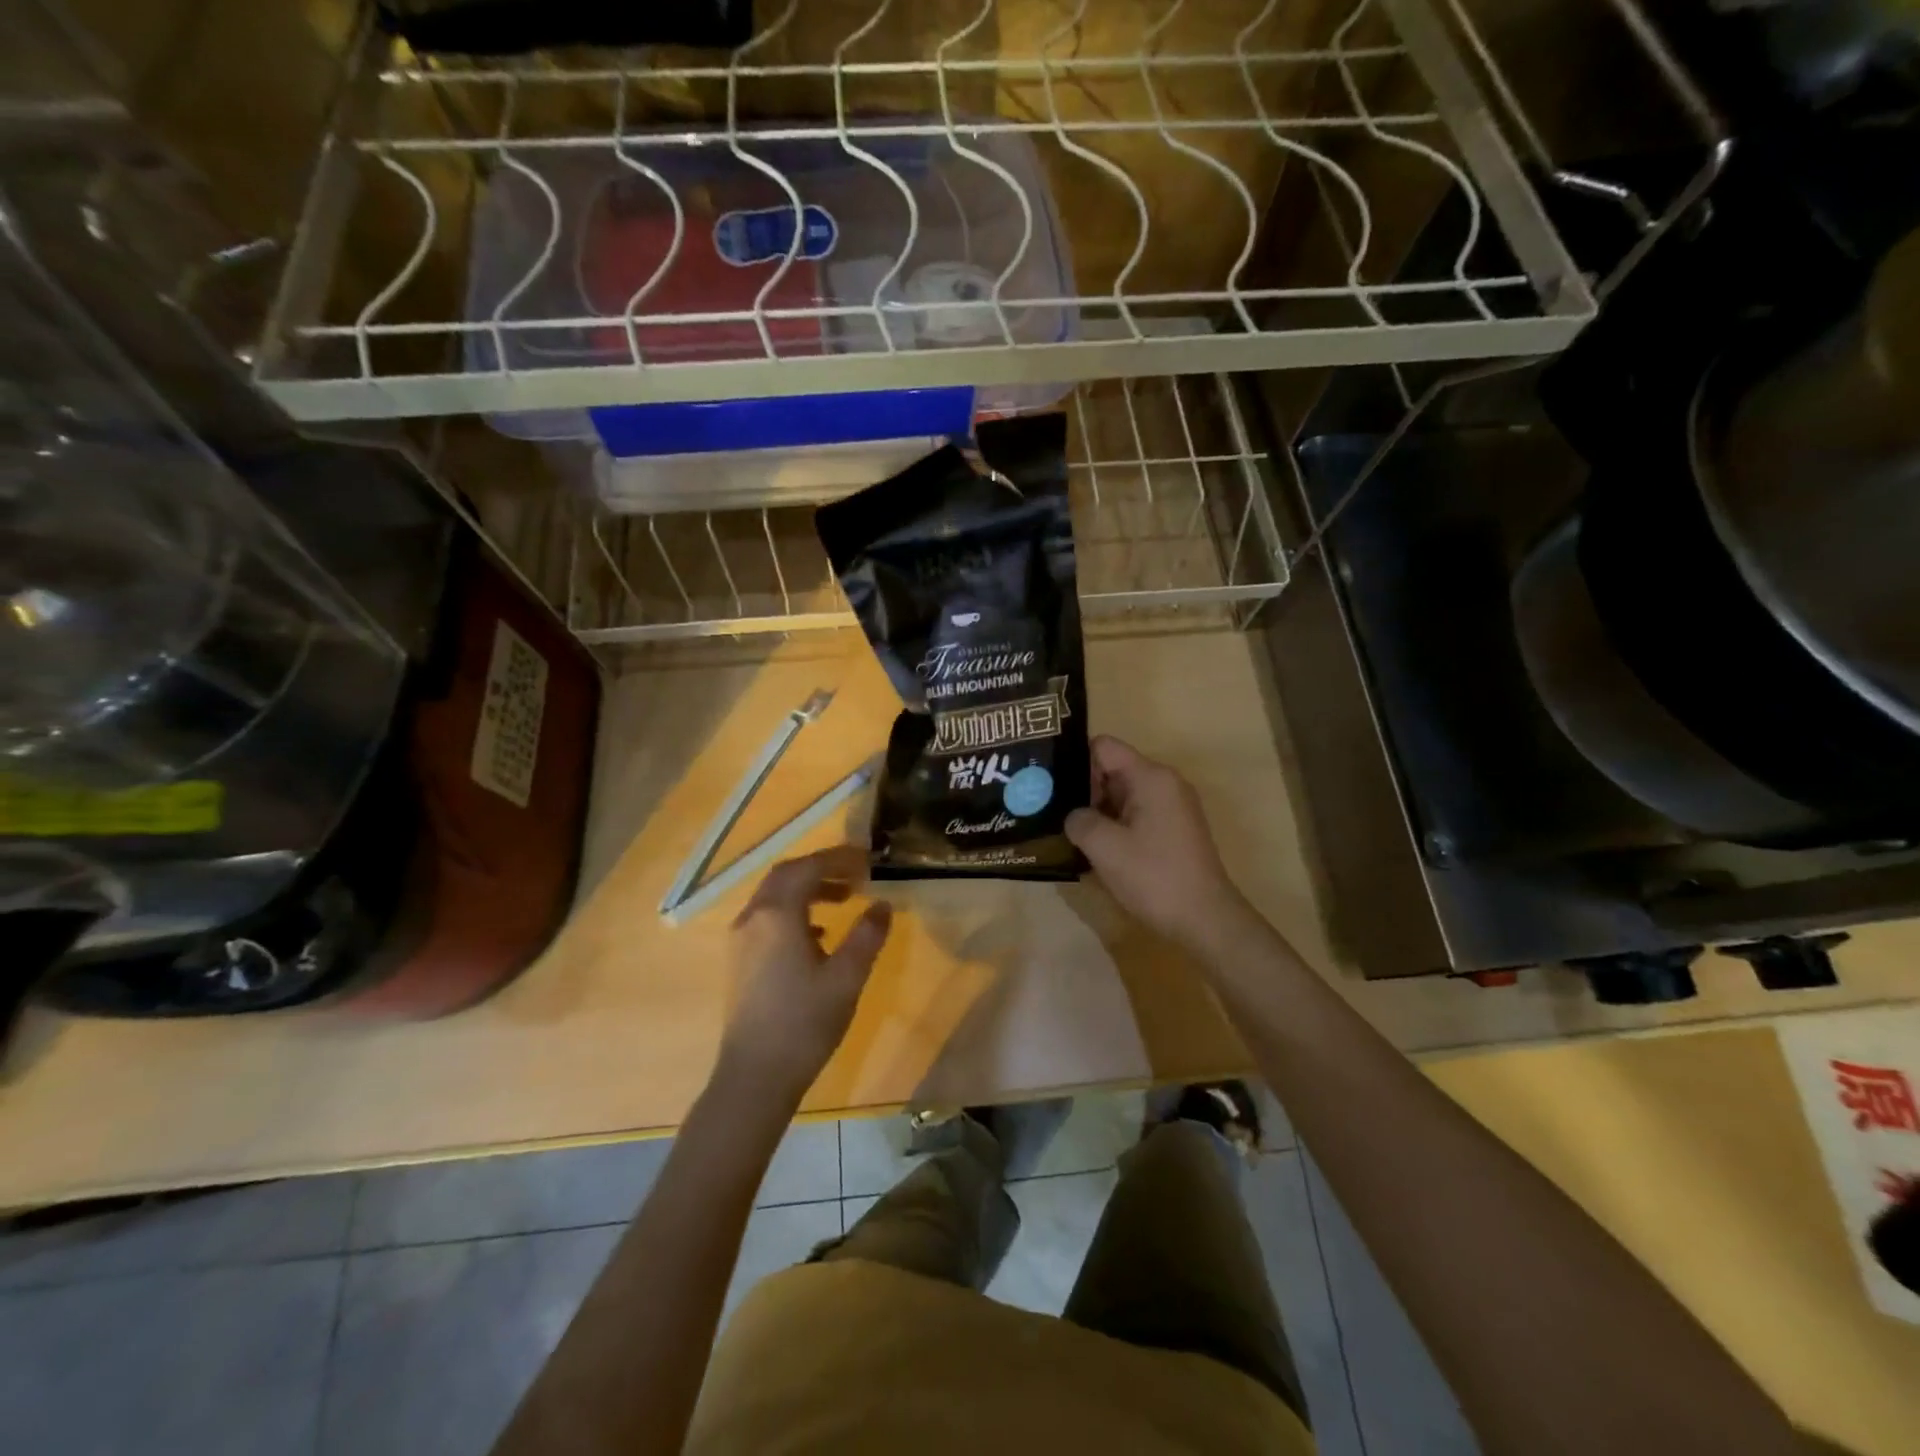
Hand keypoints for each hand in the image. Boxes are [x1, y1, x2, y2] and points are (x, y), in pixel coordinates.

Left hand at [718, 846, 892, 1103]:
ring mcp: (741, 940)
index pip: (808, 867)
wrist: (755, 1077)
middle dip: (822, 868)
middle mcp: (753, 917)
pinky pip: (768, 918)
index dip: (839, 858)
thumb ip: (867, 935)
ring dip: (808, 889)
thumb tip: (882, 904)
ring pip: (774, 896)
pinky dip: (795, 912)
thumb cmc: (804, 1022)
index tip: (868, 859)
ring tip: (844, 900)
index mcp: (777, 914)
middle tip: (856, 875)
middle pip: (786, 876)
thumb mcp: (847, 977)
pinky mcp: (740, 961)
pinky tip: (819, 935)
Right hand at [1065, 735, 1251, 950]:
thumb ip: (1078, 820)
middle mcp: (1165, 783)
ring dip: (1097, 813)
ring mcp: (1172, 808)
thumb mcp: (1104, 846)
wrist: (1205, 921)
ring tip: (1068, 833)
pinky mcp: (1173, 831)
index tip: (1052, 787)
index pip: (1103, 747)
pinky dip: (1114, 827)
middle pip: (1112, 770)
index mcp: (1151, 777)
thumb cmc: (1154, 877)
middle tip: (1051, 813)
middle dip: (1082, 790)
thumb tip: (1073, 816)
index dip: (1074, 762)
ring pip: (1122, 795)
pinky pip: (1135, 815)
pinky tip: (1095, 851)